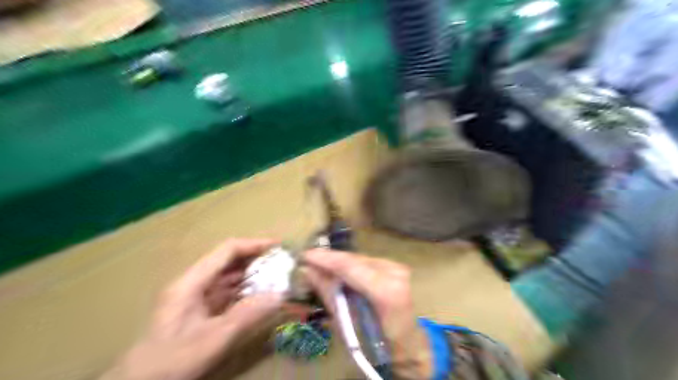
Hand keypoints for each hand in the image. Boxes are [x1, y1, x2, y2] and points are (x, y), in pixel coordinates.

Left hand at [101, 239, 281, 378]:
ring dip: (252, 276)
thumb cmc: (173, 360)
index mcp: (192, 281)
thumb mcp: (213, 338)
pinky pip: (227, 293)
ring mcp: (196, 296)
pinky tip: (259, 297)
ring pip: (229, 277)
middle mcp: (194, 283)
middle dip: (256, 259)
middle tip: (282, 264)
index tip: (278, 247)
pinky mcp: (200, 310)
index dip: (253, 244)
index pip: (227, 250)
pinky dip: (245, 292)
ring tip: (277, 278)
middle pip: (229, 261)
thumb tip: (280, 294)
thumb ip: (247, 315)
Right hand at [303, 250, 431, 378]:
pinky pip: (366, 261)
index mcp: (386, 290)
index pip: (350, 266)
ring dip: (339, 261)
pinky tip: (338, 269)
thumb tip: (308, 271)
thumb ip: (329, 293)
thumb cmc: (376, 342)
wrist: (406, 342)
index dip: (325, 259)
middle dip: (330, 259)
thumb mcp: (347, 322)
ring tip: (319, 265)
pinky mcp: (395, 266)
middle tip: (308, 260)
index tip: (305, 256)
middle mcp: (394, 272)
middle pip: (354, 259)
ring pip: (359, 258)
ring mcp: (397, 267)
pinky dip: (350, 265)